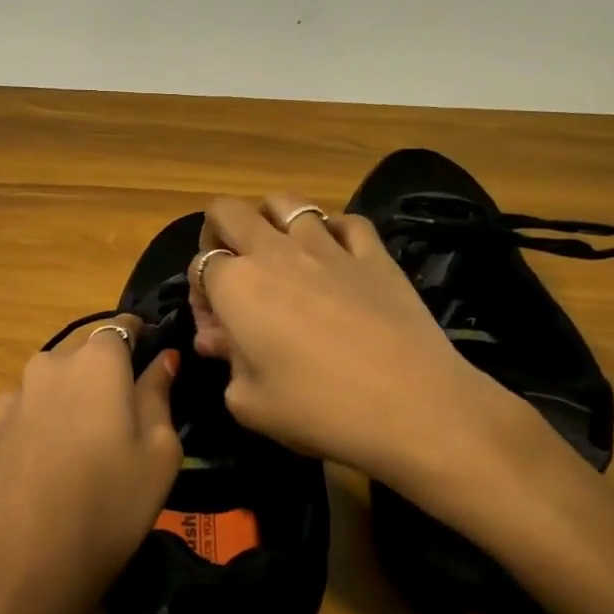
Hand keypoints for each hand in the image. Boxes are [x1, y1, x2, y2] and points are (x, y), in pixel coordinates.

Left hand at [0, 320, 180, 613]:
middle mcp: (46, 367)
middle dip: (103, 379)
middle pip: (82, 359)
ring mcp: (8, 401)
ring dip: (67, 407)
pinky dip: (37, 436)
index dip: (140, 341)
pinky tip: (44, 479)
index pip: (121, 327)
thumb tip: (163, 359)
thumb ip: (159, 395)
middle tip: (122, 425)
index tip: (152, 364)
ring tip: (80, 457)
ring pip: (49, 390)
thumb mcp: (159, 454)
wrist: (16, 571)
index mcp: (95, 362)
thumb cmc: (108, 506)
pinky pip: (22, 422)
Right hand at [190, 195, 554, 514]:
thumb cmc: (318, 409)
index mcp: (237, 286)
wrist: (412, 406)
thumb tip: (219, 340)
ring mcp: (328, 247)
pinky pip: (347, 221)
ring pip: (286, 203)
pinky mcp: (374, 254)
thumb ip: (226, 363)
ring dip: (272, 220)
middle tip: (232, 269)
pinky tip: (336, 254)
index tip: (216, 331)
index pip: (201, 265)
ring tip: (279, 252)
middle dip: (219, 232)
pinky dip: (333, 230)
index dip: (200, 295)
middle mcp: (275, 252)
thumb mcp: (250, 403)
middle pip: (230, 212)